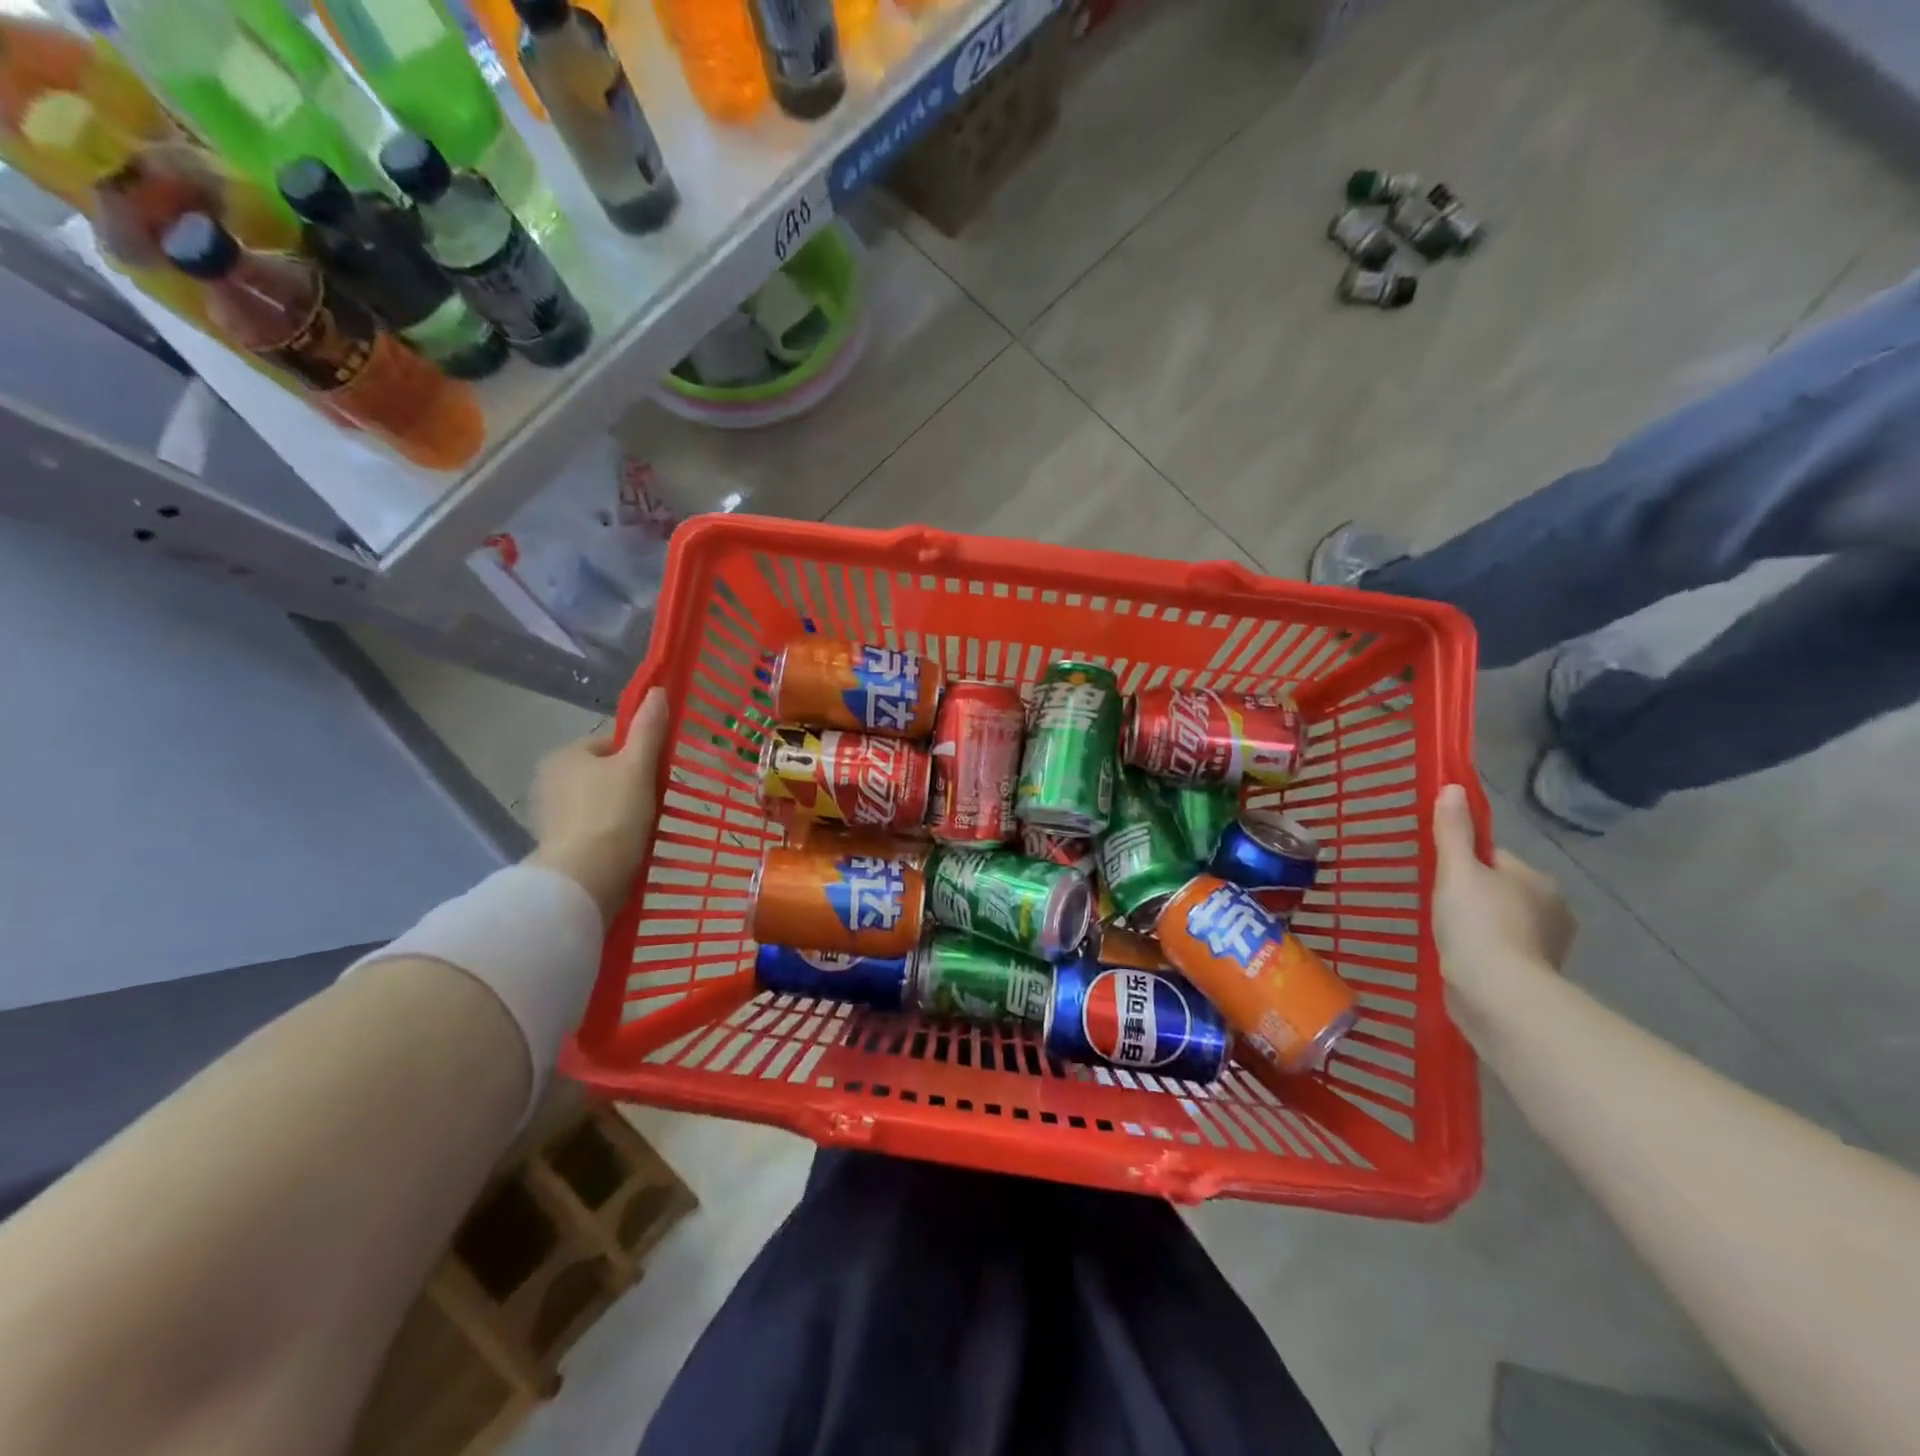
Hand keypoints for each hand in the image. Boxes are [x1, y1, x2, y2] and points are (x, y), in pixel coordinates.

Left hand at [527, 689, 667, 922]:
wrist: (584, 879)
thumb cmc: (613, 814)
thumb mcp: (638, 767)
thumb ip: (649, 729)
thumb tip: (657, 691)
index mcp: (565, 755)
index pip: (611, 745)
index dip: (639, 758)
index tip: (656, 778)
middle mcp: (549, 780)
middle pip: (605, 774)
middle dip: (630, 787)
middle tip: (654, 805)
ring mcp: (550, 815)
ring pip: (599, 803)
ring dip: (621, 812)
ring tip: (644, 829)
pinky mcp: (556, 845)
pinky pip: (591, 829)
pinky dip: (609, 834)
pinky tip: (626, 846)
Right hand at [1431, 782, 1575, 984]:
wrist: (1499, 994)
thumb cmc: (1479, 924)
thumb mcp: (1457, 870)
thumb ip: (1453, 831)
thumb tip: (1452, 787)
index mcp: (1538, 880)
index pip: (1494, 859)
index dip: (1464, 864)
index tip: (1440, 877)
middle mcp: (1553, 910)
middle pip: (1499, 890)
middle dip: (1473, 896)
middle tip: (1439, 908)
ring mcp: (1547, 946)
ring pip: (1502, 922)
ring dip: (1479, 927)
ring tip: (1447, 936)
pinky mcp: (1534, 976)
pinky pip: (1502, 952)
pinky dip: (1484, 953)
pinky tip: (1461, 959)